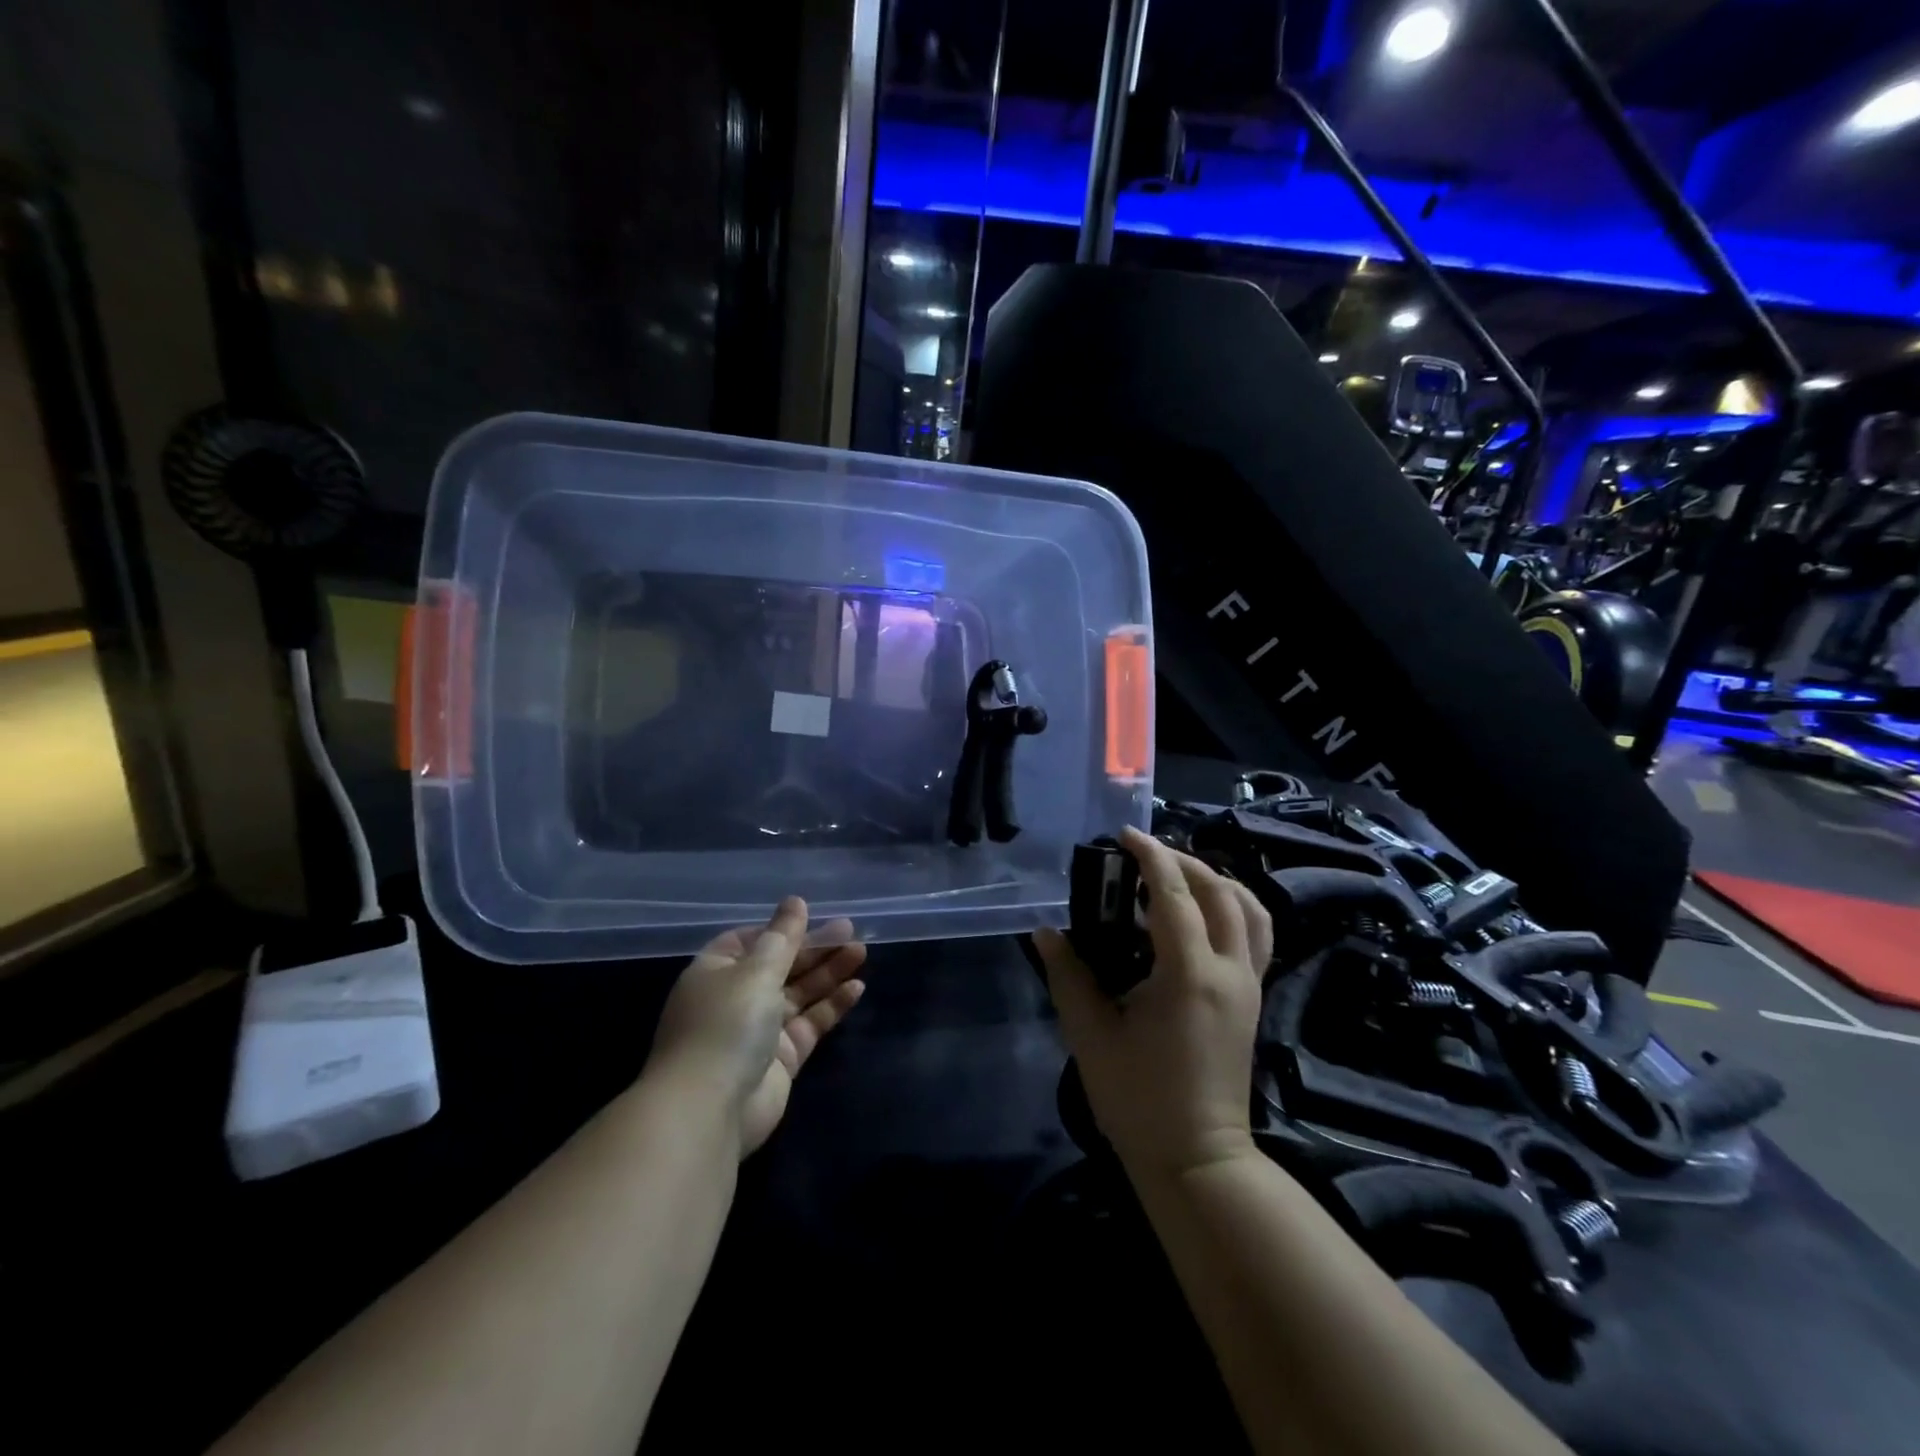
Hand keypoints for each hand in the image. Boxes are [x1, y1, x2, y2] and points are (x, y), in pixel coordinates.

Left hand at [650, 898, 868, 1157]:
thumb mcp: (756, 970)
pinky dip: (832, 1005)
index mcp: (716, 972)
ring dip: (828, 973)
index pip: (749, 941)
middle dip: (813, 948)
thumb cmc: (726, 1025)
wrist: (709, 1110)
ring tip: (862, 952)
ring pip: (799, 994)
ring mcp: (759, 1031)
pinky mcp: (781, 1059)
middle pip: (780, 965)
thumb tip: (795, 901)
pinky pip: (810, 1023)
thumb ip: (783, 937)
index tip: (812, 917)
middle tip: (851, 930)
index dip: (780, 930)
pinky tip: (857, 988)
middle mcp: (735, 998)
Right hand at [1035, 827, 1272, 1182]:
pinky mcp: (1253, 1000)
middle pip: (1219, 891)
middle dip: (1182, 861)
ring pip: (1250, 909)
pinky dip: (1235, 907)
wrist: (1197, 1159)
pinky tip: (1204, 914)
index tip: (1124, 835)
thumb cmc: (1138, 1099)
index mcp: (1188, 974)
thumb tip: (1046, 933)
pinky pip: (1257, 935)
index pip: (1174, 894)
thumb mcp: (1091, 1035)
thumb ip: (1068, 976)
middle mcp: (1229, 970)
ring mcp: (1249, 985)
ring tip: (1178, 875)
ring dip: (1216, 880)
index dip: (1149, 857)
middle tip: (1143, 854)